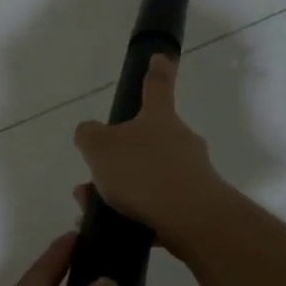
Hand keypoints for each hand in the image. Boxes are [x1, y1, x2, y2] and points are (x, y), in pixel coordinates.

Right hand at [73, 54, 227, 256]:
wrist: (192, 220)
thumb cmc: (144, 173)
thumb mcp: (100, 148)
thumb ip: (89, 135)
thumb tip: (90, 131)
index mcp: (159, 118)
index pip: (157, 86)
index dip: (156, 70)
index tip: (160, 57)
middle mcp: (180, 140)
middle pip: (149, 139)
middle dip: (121, 156)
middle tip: (94, 175)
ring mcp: (192, 173)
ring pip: (149, 175)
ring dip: (122, 189)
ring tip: (92, 208)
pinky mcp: (196, 206)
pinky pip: (159, 205)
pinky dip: (136, 213)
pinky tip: (115, 228)